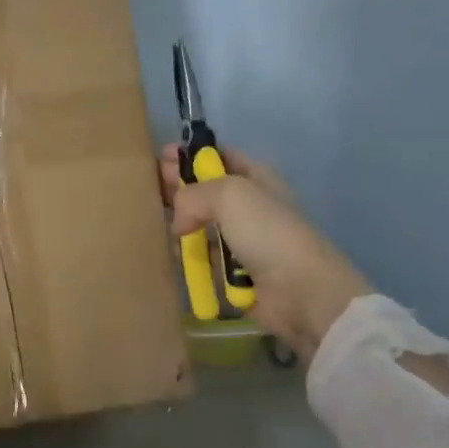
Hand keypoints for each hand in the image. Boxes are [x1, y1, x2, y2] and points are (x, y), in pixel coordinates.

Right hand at [159, 145, 371, 368]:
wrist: (300, 292)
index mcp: (255, 178)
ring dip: (179, 226)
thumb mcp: (229, 194)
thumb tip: (178, 222)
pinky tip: (173, 255)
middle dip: (178, 188)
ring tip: (154, 224)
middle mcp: (248, 206)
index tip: (161, 158)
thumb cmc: (267, 232)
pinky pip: (203, 258)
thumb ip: (193, 194)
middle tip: (148, 189)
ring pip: (200, 226)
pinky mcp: (234, 272)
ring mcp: (241, 240)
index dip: (191, 155)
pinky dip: (189, 257)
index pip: (219, 157)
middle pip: (205, 191)